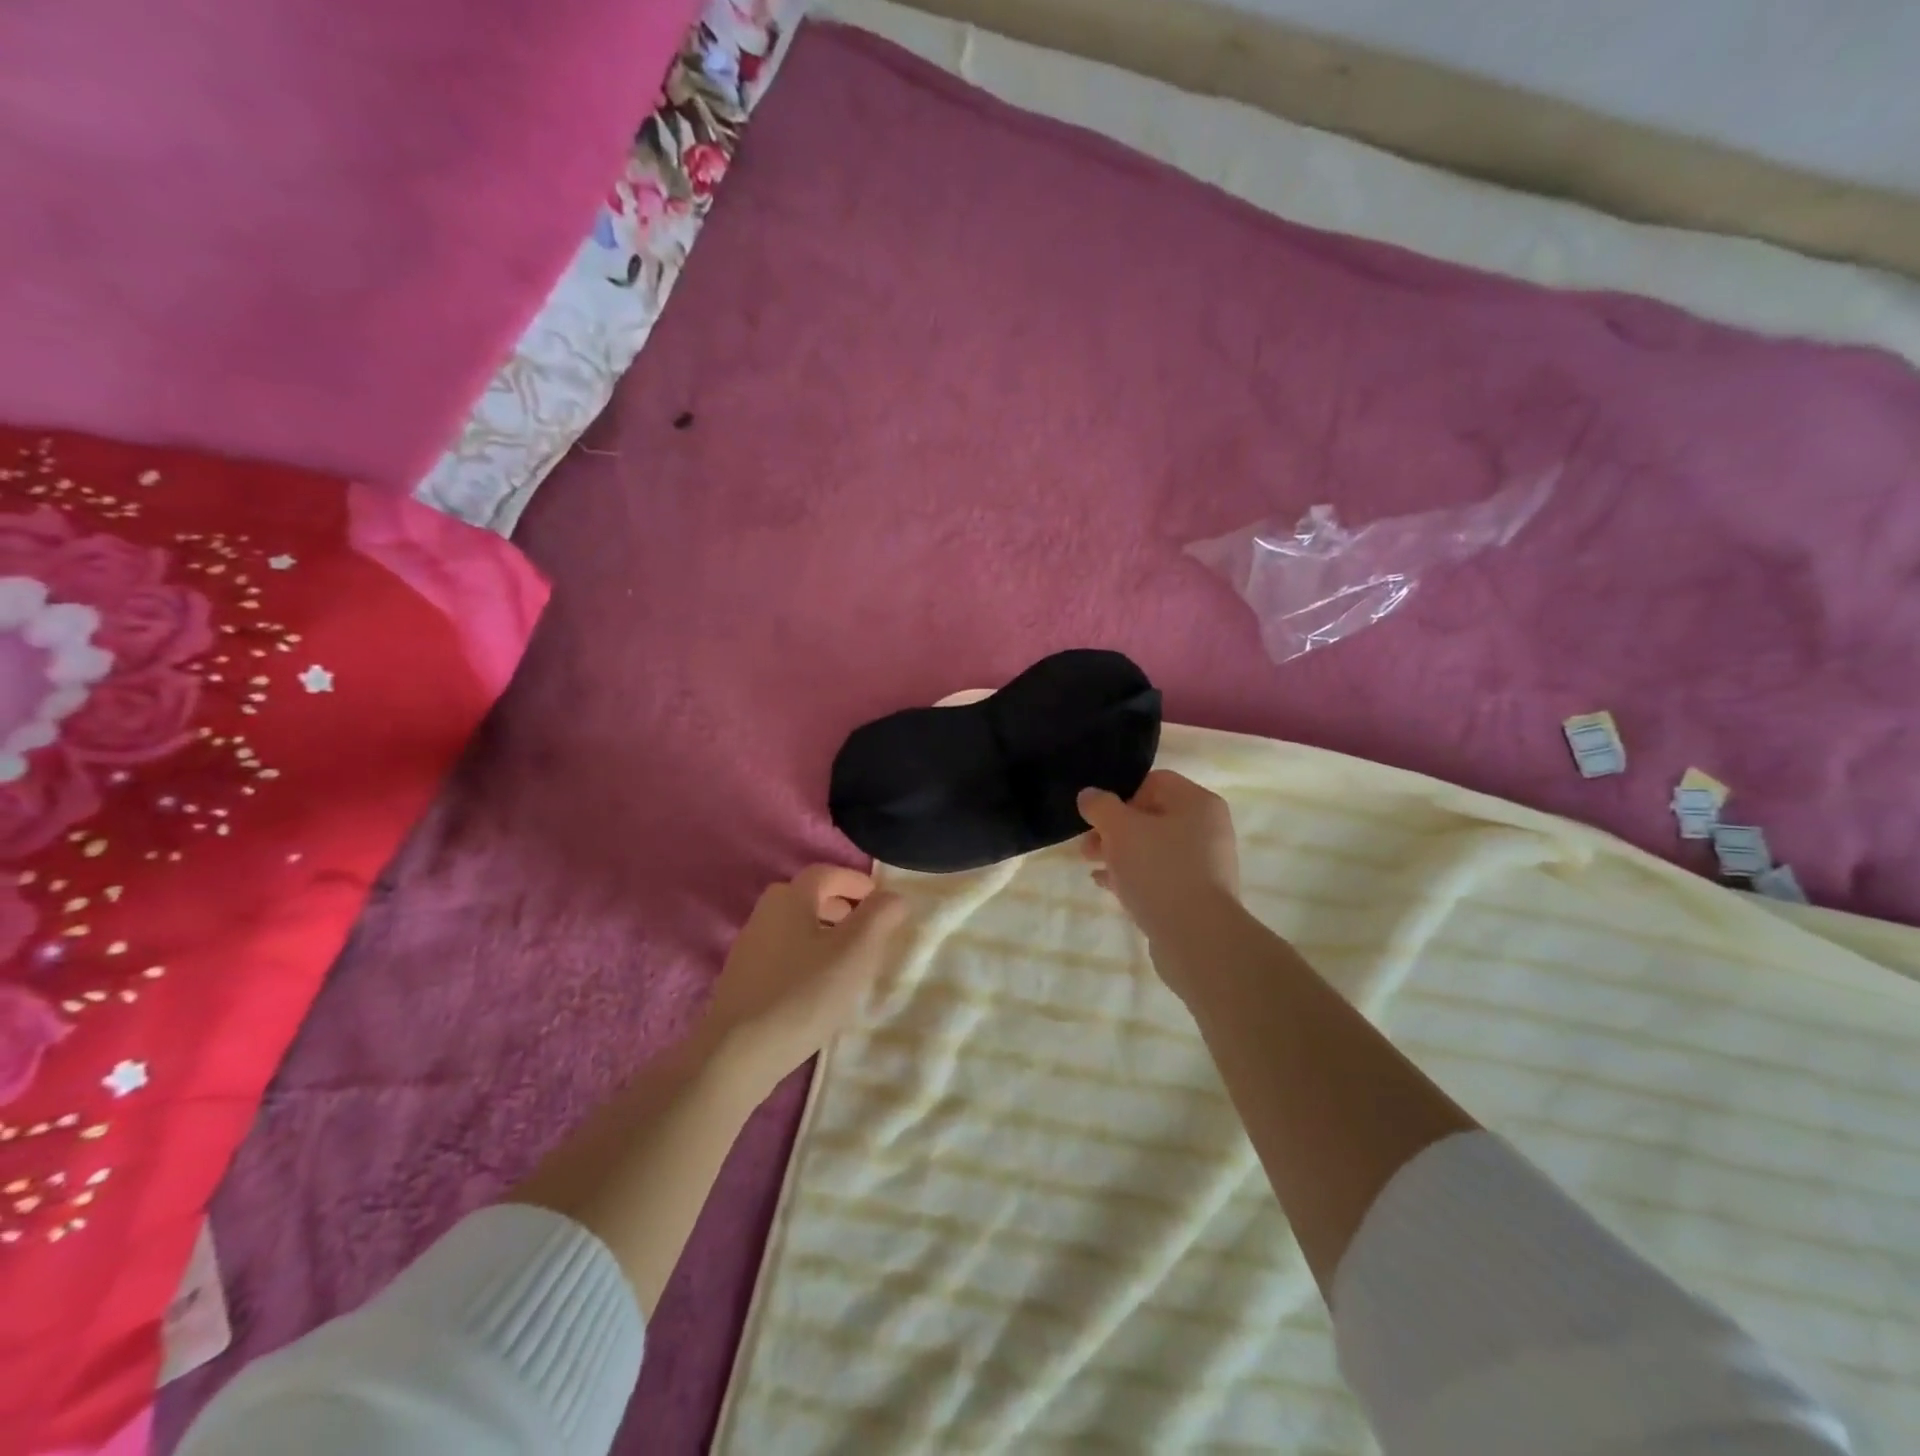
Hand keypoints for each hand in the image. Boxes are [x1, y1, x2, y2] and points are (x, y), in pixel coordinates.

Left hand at [698, 865, 908, 1098]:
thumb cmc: (803, 994)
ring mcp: (749, 950)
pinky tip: (818, 988)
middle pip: (806, 898)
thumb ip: (879, 917)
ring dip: (823, 934)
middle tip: (866, 927)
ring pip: (794, 928)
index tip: (879, 898)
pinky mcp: (743, 982)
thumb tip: (893, 897)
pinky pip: (782, 955)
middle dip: (839, 906)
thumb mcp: (855, 952)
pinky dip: (806, 958)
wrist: (737, 1055)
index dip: (855, 881)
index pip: (825, 873)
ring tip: (848, 961)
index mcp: (789, 899)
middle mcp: (764, 915)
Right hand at [1078, 771, 1240, 995]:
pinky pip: (1159, 876)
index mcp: (1198, 803)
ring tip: (1091, 866)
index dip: (1120, 795)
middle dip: (1113, 829)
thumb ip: (1101, 806)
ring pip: (1152, 848)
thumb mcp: (1120, 829)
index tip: (1097, 817)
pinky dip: (1133, 876)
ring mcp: (1205, 864)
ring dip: (1119, 853)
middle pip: (1151, 816)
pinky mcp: (1196, 895)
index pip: (1154, 782)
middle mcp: (1207, 829)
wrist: (1197, 938)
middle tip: (1086, 846)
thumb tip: (1089, 795)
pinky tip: (1106, 884)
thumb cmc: (1159, 870)